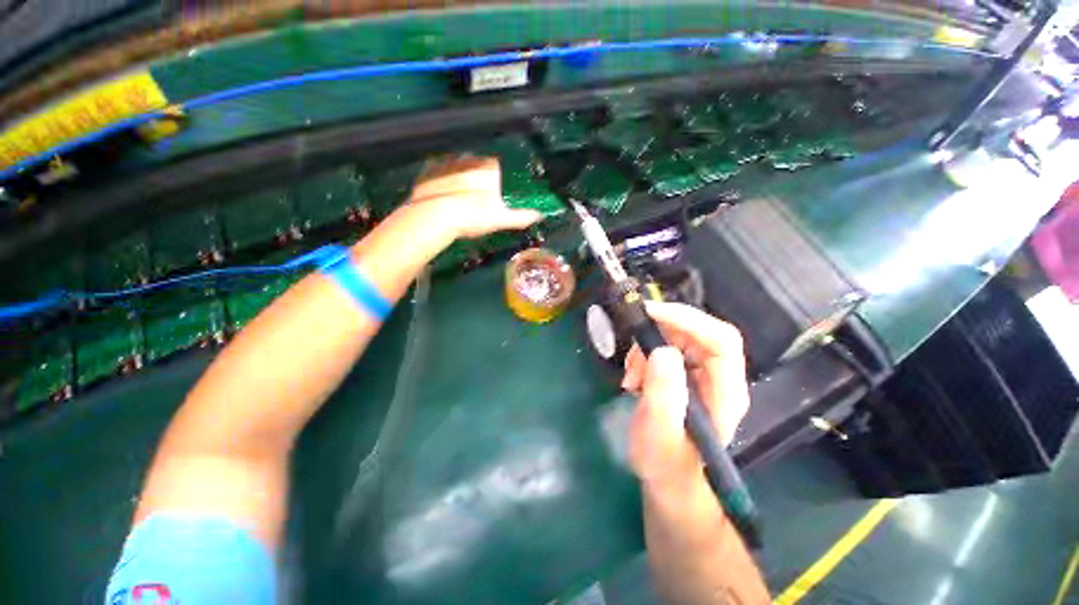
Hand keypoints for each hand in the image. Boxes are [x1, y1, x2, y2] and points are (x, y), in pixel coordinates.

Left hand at [408, 155, 543, 238]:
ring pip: (457, 163)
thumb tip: (539, 216)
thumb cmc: (474, 216)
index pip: (495, 166)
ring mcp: (447, 161)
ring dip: (458, 173)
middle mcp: (469, 159)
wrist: (437, 216)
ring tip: (457, 194)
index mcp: (489, 168)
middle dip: (476, 174)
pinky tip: (440, 190)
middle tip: (475, 196)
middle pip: (476, 163)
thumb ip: (521, 217)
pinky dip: (440, 176)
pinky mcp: (429, 168)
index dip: (494, 178)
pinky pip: (437, 168)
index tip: (491, 192)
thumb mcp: (501, 219)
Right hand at [621, 302, 749, 492]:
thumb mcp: (658, 433)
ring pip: (678, 337)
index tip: (649, 313)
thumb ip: (663, 395)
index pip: (721, 339)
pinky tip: (634, 378)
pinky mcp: (685, 374)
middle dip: (660, 334)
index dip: (687, 319)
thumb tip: (662, 351)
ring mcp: (703, 374)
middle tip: (632, 353)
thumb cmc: (665, 462)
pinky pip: (665, 347)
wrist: (667, 477)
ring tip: (631, 376)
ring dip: (648, 347)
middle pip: (698, 332)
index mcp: (726, 392)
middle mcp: (721, 377)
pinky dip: (644, 355)